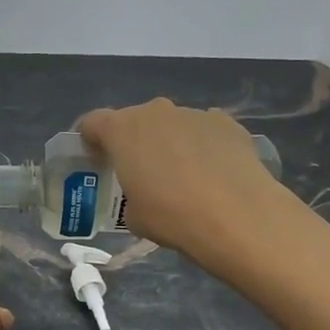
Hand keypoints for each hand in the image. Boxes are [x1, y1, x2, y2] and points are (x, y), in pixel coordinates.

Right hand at [78, 99, 286, 275]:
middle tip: (143, 172)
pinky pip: (204, 131)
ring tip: (185, 176)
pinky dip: (203, 145)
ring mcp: (194, 114)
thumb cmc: (172, 216)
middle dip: (135, 141)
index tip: (98, 160)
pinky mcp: (227, 123)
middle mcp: (156, 112)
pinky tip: (214, 173)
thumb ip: (131, 195)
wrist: (238, 216)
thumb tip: (145, 193)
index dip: (91, 140)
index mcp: (122, 130)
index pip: (93, 123)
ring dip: (170, 143)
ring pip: (172, 124)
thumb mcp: (134, 217)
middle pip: (135, 120)